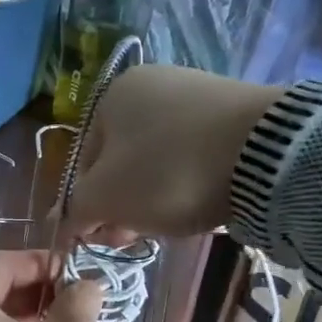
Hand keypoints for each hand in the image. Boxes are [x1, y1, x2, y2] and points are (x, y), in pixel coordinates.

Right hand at [61, 66, 278, 243]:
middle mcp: (151, 84)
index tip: (107, 237)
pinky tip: (202, 200)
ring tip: (173, 222)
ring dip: (155, 197)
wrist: (265, 153)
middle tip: (136, 237)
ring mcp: (195, 93)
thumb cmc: (167, 171)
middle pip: (122, 161)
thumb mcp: (106, 198)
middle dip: (124, 204)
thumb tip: (56, 224)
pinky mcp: (234, 111)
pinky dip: (190, 180)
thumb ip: (75, 211)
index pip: (84, 163)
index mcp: (112, 95)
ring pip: (158, 160)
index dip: (90, 206)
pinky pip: (195, 154)